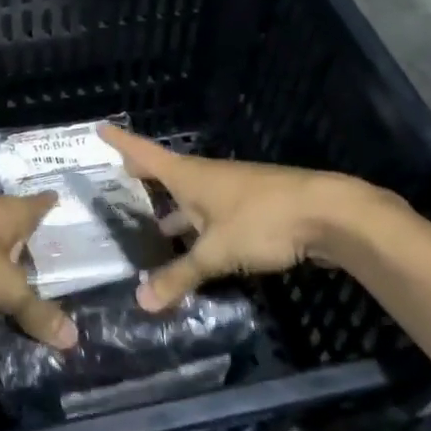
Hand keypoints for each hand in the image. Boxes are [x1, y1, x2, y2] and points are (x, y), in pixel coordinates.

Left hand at [0, 195, 77, 348]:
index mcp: (6, 214)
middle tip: (31, 231)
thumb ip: (37, 313)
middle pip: (4, 213)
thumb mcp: (7, 292)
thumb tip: (73, 339)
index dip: (45, 204)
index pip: (34, 205)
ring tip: (0, 251)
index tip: (54, 196)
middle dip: (16, 222)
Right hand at [98, 125, 380, 311]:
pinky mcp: (256, 209)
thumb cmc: (262, 221)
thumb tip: (141, 301)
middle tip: (124, 178)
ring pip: (195, 198)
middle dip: (146, 177)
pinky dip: (200, 226)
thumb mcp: (215, 252)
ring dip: (176, 209)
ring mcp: (234, 192)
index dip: (122, 143)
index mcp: (190, 177)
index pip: (145, 154)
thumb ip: (180, 276)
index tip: (101, 129)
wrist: (329, 214)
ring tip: (158, 227)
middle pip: (169, 174)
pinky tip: (200, 248)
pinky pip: (216, 215)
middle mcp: (209, 178)